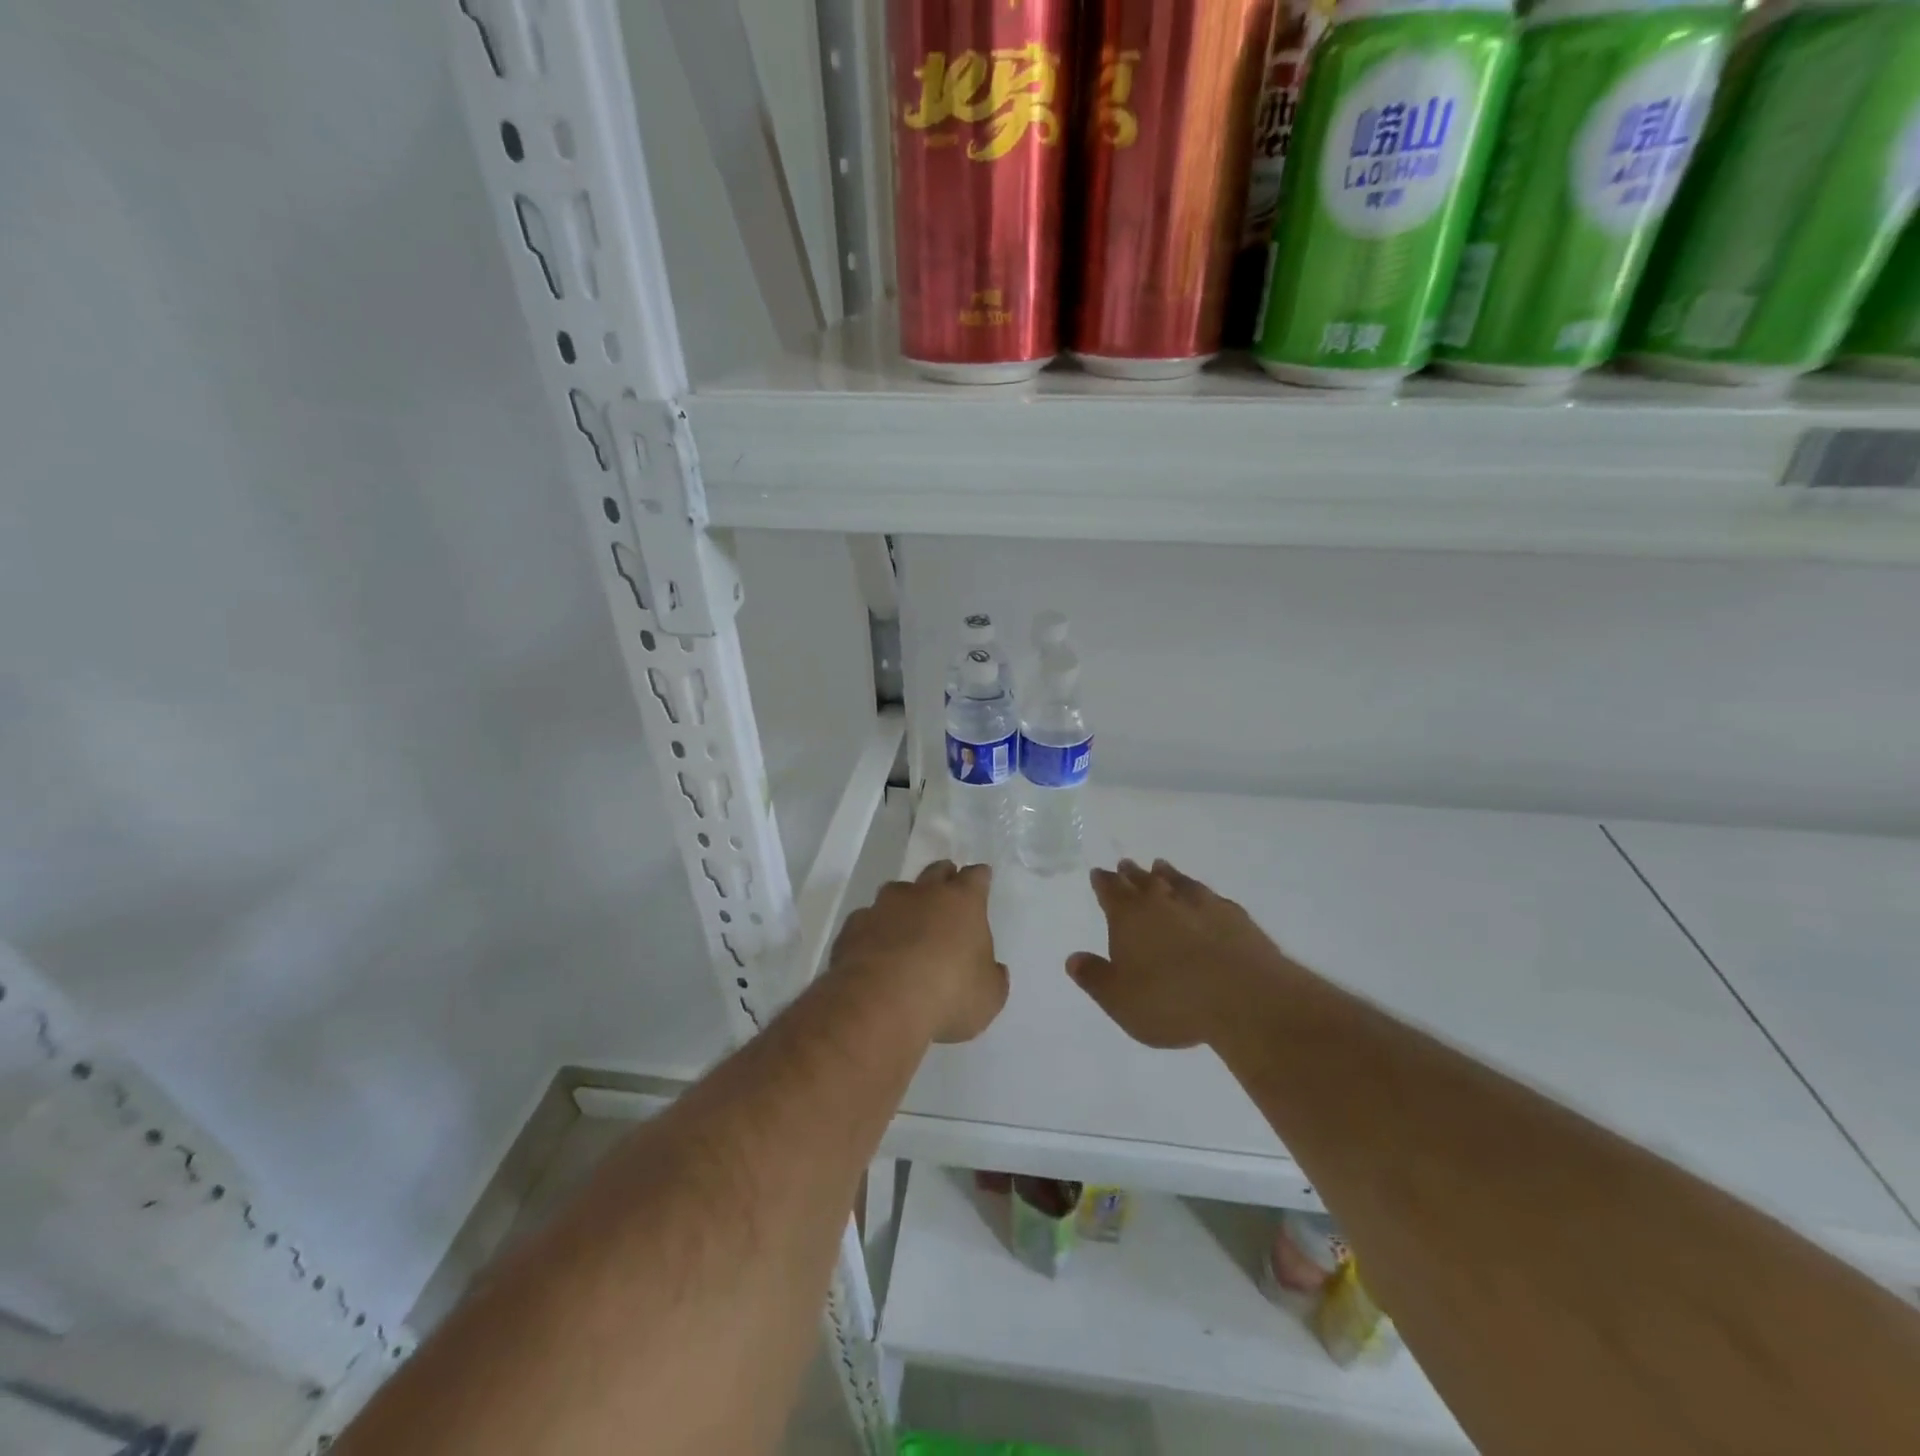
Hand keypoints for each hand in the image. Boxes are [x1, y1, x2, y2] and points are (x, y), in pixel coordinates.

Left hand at [830, 860, 1008, 1043]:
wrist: (880, 1002)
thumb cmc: (948, 994)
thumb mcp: (988, 996)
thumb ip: (991, 976)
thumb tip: (991, 970)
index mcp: (962, 902)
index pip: (976, 877)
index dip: (979, 879)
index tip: (981, 881)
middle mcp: (923, 893)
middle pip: (936, 871)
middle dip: (943, 878)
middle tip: (947, 892)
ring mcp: (883, 906)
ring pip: (897, 892)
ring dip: (905, 904)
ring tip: (907, 926)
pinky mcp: (854, 926)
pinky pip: (867, 920)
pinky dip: (874, 930)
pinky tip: (874, 950)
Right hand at [1068, 858, 1295, 1048]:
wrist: (1245, 998)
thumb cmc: (1171, 1001)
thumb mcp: (1120, 1000)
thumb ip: (1094, 977)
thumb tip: (1073, 958)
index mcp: (1129, 915)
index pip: (1110, 890)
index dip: (1103, 882)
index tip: (1098, 873)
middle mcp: (1163, 900)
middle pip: (1142, 880)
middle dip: (1131, 874)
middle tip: (1125, 864)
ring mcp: (1202, 904)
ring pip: (1177, 881)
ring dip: (1166, 874)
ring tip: (1161, 867)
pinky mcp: (1234, 916)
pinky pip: (1210, 896)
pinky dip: (1200, 894)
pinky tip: (1205, 897)